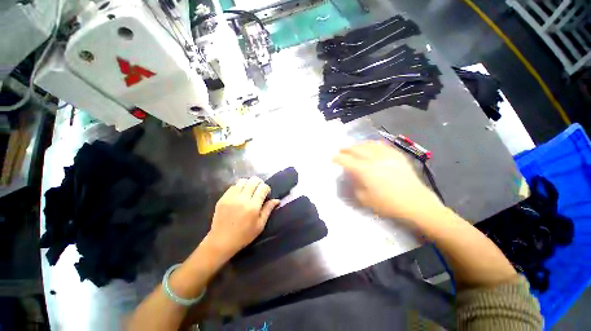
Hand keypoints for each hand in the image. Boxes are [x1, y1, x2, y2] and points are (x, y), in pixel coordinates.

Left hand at [206, 177, 279, 259]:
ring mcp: (231, 197)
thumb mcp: (260, 225)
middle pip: (253, 180)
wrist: (221, 241)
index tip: (266, 195)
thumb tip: (277, 200)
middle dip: (259, 183)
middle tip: (259, 191)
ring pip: (243, 180)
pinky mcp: (223, 198)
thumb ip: (268, 210)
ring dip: (249, 184)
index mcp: (253, 206)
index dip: (267, 189)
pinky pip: (233, 186)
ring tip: (249, 192)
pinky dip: (239, 187)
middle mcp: (242, 198)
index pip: (263, 187)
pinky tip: (239, 195)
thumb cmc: (244, 235)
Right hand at [333, 141, 443, 223]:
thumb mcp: (364, 199)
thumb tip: (351, 174)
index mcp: (365, 171)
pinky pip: (381, 145)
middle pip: (356, 149)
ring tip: (353, 147)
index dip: (338, 158)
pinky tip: (369, 146)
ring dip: (357, 145)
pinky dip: (372, 144)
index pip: (346, 160)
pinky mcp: (396, 155)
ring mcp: (387, 155)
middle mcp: (374, 159)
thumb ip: (354, 184)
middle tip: (341, 151)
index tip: (332, 158)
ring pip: (368, 144)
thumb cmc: (387, 204)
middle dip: (346, 149)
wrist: (415, 203)